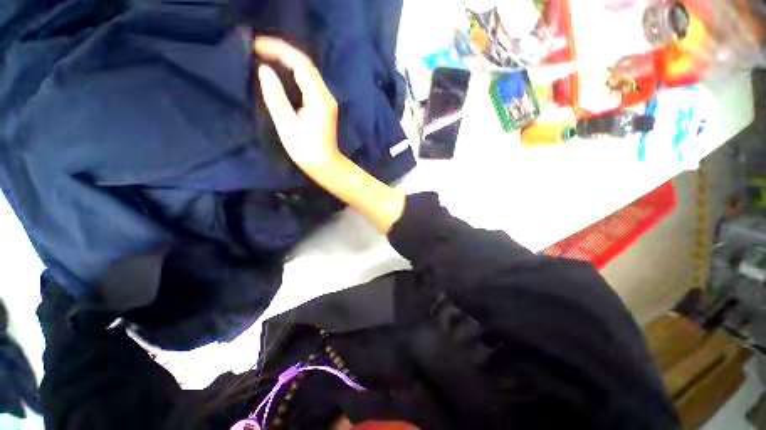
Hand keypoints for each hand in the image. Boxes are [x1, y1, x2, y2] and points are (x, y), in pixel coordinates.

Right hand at [254, 36, 404, 232]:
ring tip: (266, 55)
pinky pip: (310, 83)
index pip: (302, 64)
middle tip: (258, 48)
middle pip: (306, 65)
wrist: (326, 166)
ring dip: (288, 61)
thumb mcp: (287, 125)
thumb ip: (276, 97)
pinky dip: (294, 74)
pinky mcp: (325, 106)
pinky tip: (282, 73)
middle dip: (283, 53)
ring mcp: (327, 101)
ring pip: (308, 73)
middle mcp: (327, 96)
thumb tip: (264, 70)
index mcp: (319, 99)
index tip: (257, 45)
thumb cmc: (307, 151)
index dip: (280, 50)